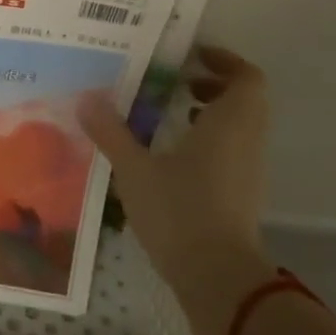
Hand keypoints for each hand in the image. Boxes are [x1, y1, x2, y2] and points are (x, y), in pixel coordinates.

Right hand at [77, 45, 276, 334]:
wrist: (218, 279)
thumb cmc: (180, 212)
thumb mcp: (134, 169)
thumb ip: (111, 132)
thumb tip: (86, 99)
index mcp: (229, 123)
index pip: (247, 77)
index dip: (225, 60)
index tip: (192, 55)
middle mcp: (247, 141)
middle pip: (246, 99)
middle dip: (215, 84)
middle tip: (177, 81)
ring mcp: (249, 170)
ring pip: (241, 126)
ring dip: (213, 112)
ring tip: (172, 114)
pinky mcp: (243, 195)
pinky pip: (234, 150)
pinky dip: (212, 140)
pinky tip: (174, 154)